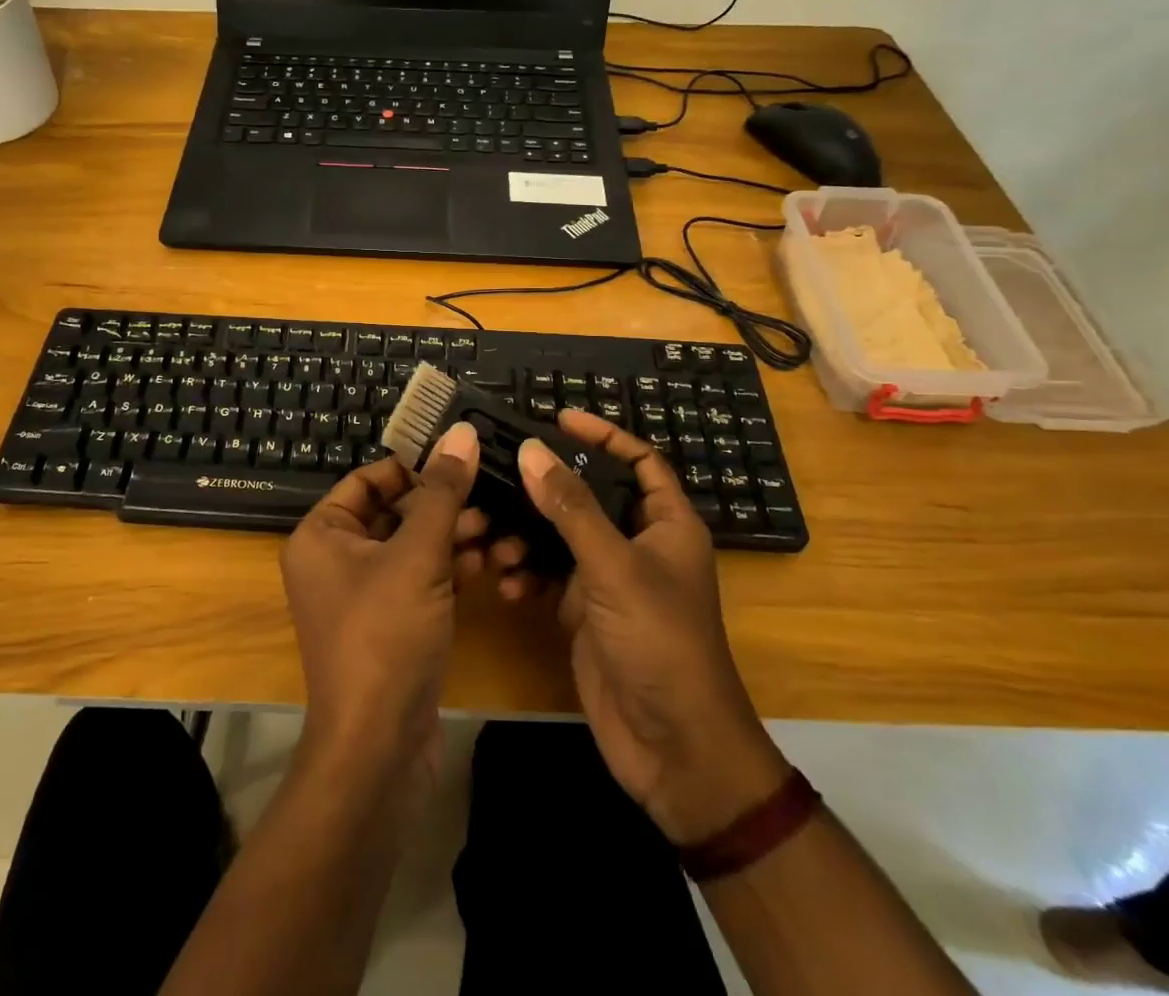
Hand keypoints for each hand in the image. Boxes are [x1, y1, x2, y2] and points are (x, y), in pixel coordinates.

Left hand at [281, 423, 480, 784]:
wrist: (379, 747)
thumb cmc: (385, 635)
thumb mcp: (417, 555)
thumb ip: (443, 492)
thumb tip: (462, 431)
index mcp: (321, 534)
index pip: (369, 480)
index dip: (414, 468)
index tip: (460, 464)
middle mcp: (335, 558)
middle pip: (396, 511)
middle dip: (443, 507)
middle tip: (489, 503)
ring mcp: (363, 594)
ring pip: (413, 546)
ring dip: (453, 537)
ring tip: (498, 535)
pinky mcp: (391, 623)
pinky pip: (420, 579)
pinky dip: (450, 569)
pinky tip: (489, 564)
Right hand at [519, 409, 791, 844]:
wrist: (674, 750)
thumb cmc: (660, 644)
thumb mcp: (614, 568)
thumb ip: (571, 507)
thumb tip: (531, 449)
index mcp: (666, 525)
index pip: (639, 461)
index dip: (603, 435)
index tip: (558, 417)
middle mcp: (638, 545)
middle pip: (589, 495)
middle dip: (547, 485)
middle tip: (503, 468)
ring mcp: (609, 580)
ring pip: (561, 536)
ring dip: (527, 535)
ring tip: (495, 540)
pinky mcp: (584, 612)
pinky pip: (549, 576)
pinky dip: (527, 575)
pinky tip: (507, 584)